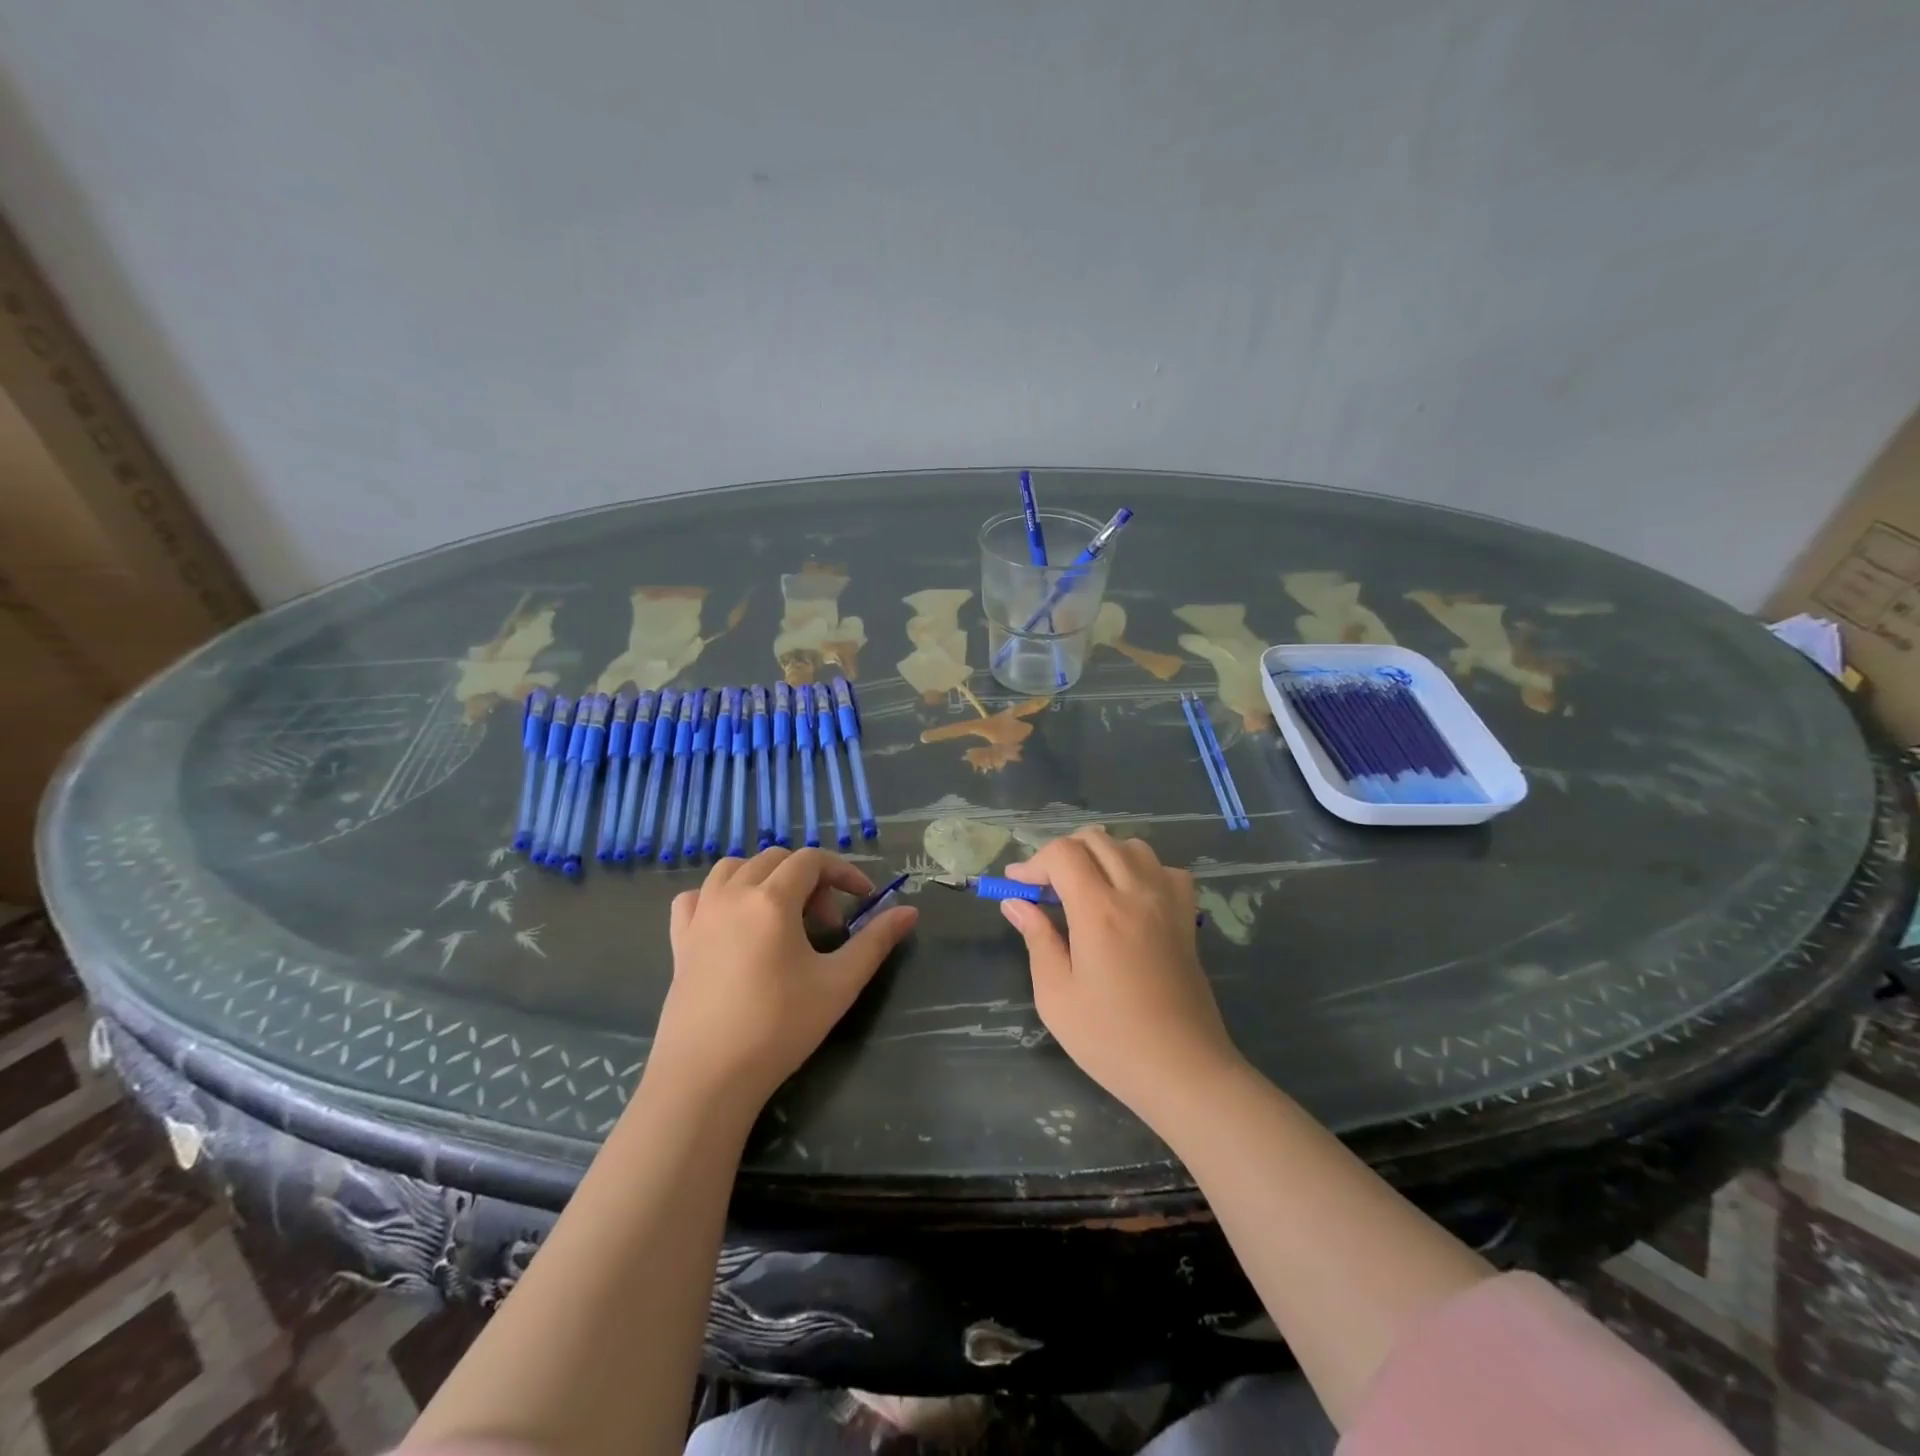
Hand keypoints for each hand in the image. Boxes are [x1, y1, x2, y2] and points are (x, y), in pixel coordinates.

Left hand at [645, 848, 916, 1116]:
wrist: (706, 1077)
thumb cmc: (779, 1027)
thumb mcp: (839, 984)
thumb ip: (876, 941)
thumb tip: (910, 911)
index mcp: (772, 899)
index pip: (812, 860)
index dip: (843, 872)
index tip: (864, 899)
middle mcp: (733, 894)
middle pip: (776, 860)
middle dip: (809, 880)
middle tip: (826, 924)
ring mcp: (701, 915)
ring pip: (733, 868)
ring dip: (765, 878)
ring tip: (782, 915)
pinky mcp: (679, 940)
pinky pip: (696, 897)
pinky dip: (719, 896)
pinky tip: (732, 922)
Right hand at [1001, 828, 1241, 1123]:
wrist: (1183, 1070)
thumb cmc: (1110, 1039)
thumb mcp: (1056, 995)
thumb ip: (1037, 939)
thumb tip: (1015, 902)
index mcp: (1099, 911)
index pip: (1063, 853)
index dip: (1034, 862)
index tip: (1017, 886)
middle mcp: (1136, 893)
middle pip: (1096, 839)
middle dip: (1063, 854)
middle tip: (1046, 889)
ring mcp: (1167, 903)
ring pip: (1132, 846)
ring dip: (1101, 855)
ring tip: (1085, 889)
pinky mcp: (1186, 918)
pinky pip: (1165, 870)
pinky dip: (1141, 870)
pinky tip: (1129, 897)